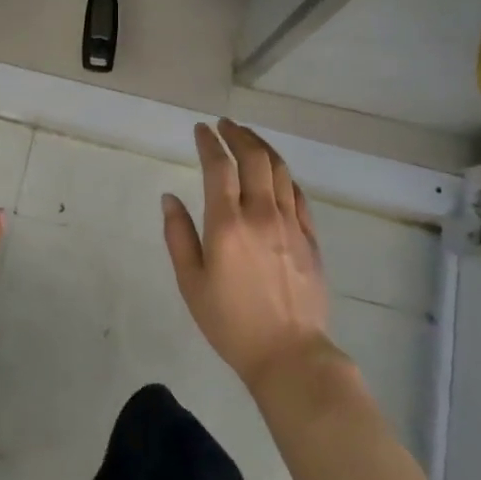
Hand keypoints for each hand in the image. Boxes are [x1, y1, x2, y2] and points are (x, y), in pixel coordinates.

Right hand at [162, 119, 332, 386]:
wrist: (290, 355)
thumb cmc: (231, 322)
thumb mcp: (191, 283)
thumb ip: (178, 235)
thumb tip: (169, 198)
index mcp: (227, 224)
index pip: (218, 167)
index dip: (208, 142)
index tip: (201, 129)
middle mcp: (261, 214)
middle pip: (253, 158)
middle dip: (238, 134)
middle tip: (225, 125)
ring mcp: (291, 224)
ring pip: (279, 170)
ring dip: (262, 147)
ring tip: (248, 137)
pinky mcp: (310, 237)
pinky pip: (298, 194)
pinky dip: (283, 174)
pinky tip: (275, 173)